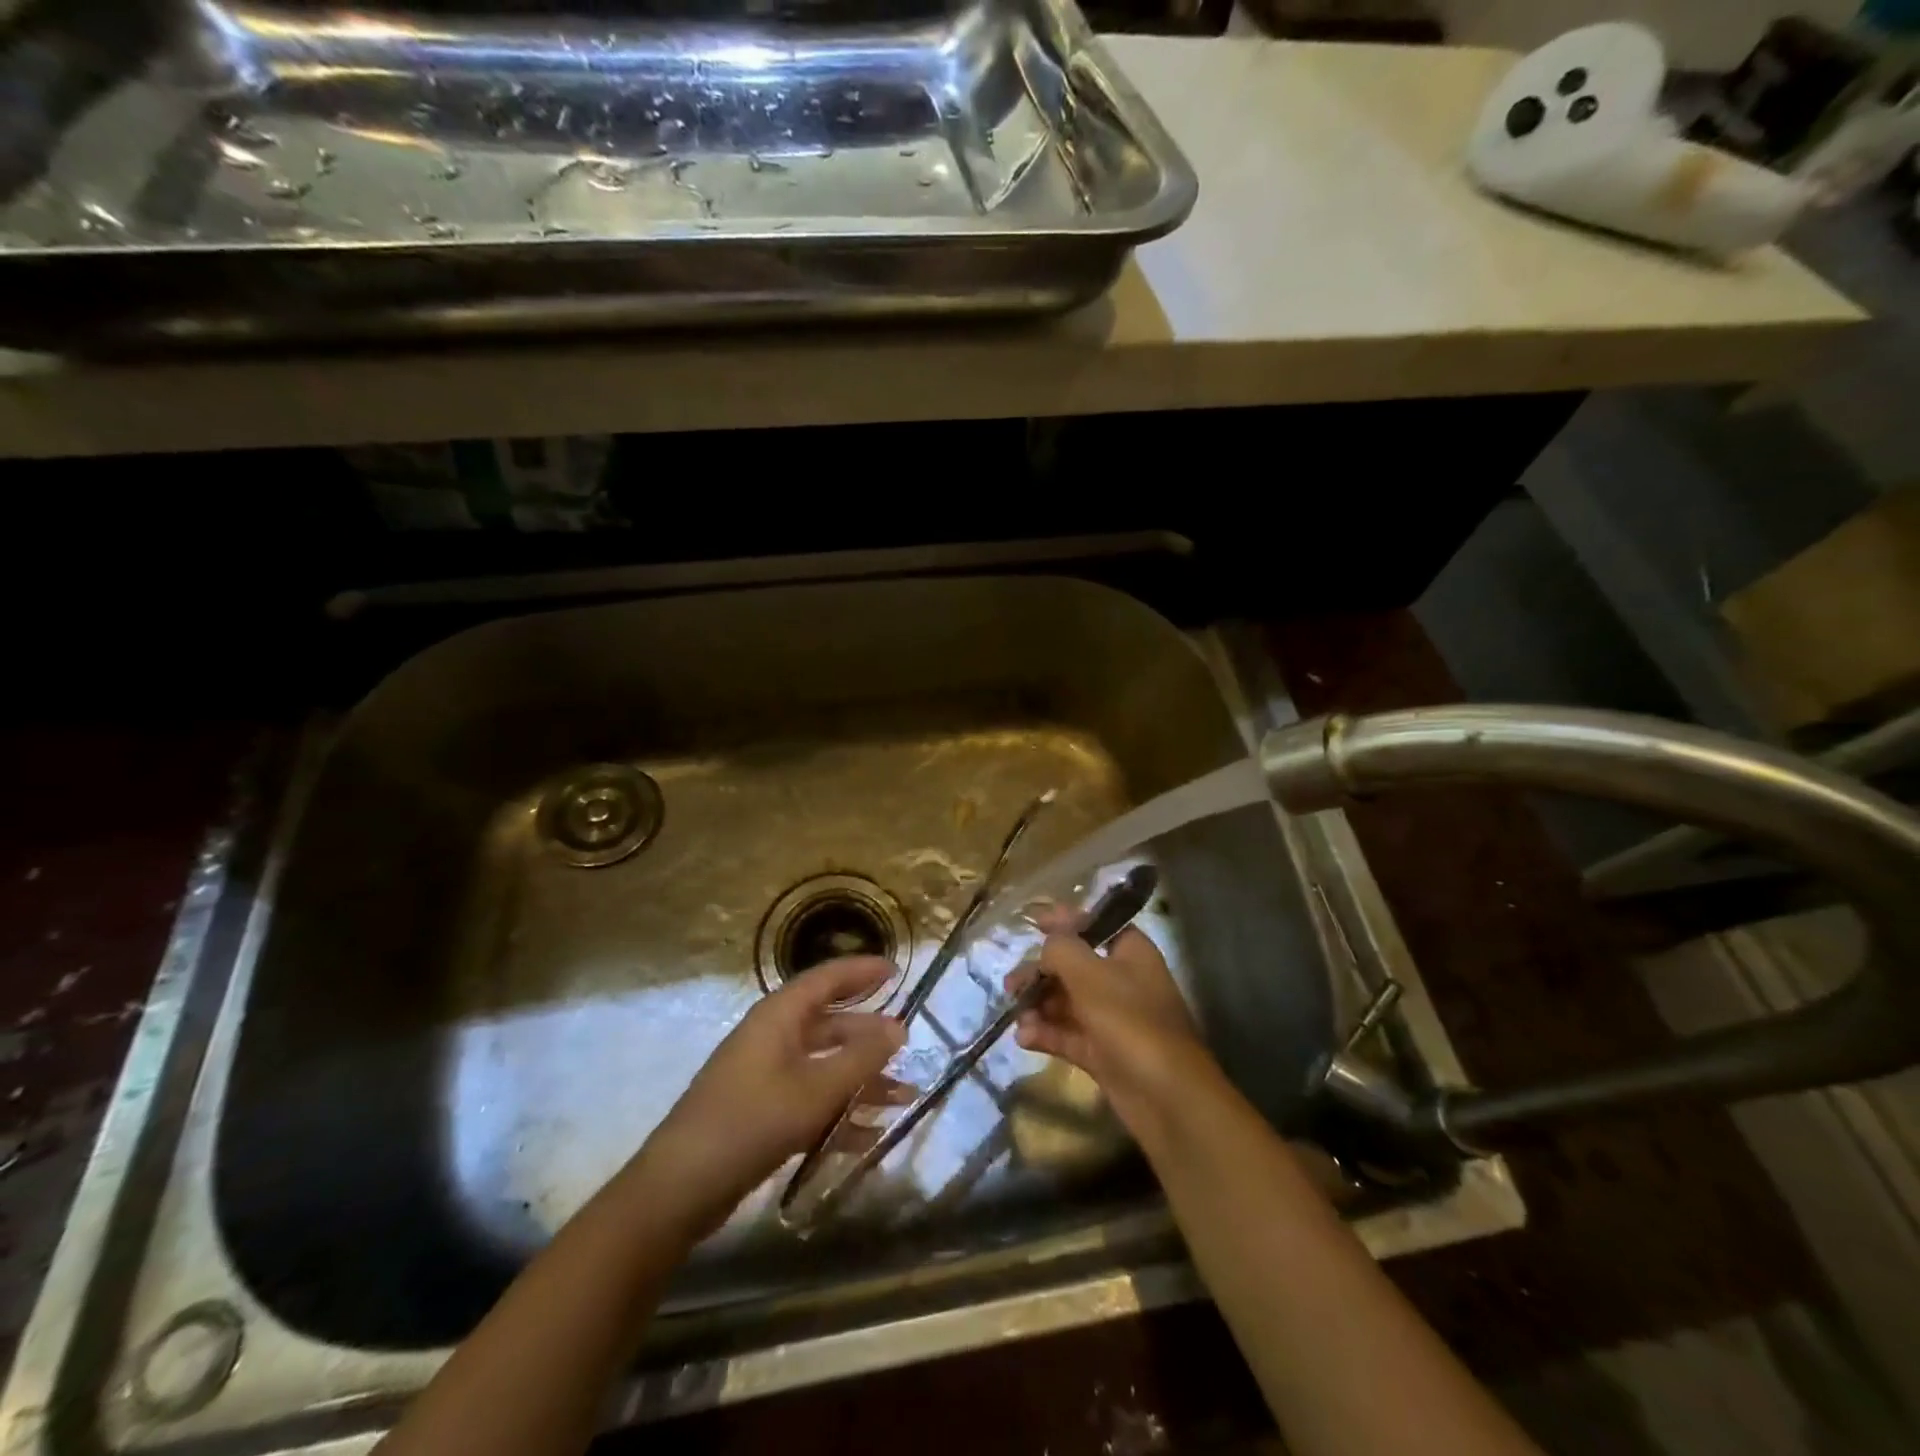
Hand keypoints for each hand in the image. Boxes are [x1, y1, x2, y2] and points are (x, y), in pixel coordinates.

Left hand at [636, 956, 904, 1236]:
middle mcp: (771, 1037)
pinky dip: (838, 1111)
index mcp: (779, 1016)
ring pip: (822, 1065)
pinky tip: (868, 1136)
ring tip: (902, 1098)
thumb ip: (860, 1058)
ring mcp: (763, 1075)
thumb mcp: (815, 1090)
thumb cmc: (750, 1122)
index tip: (897, 970)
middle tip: (906, 1044)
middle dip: (868, 1036)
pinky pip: (809, 1098)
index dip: (862, 971)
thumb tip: (899, 1027)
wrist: (679, 1188)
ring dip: (860, 1080)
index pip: (827, 979)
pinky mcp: (759, 1110)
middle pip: (829, 1023)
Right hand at [1005, 915, 1211, 1132]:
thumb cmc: (1130, 1021)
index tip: (1033, 919)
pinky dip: (1046, 1033)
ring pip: (1067, 1002)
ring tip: (1017, 1015)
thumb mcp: (1090, 974)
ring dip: (1039, 1005)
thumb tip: (1046, 947)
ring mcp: (1112, 1019)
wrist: (1166, 1097)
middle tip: (1012, 984)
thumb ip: (1061, 949)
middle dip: (1041, 972)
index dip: (1065, 919)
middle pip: (1074, 966)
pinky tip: (1024, 1038)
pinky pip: (1068, 1034)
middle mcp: (1122, 981)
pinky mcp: (1102, 1052)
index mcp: (1129, 952)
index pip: (1095, 924)